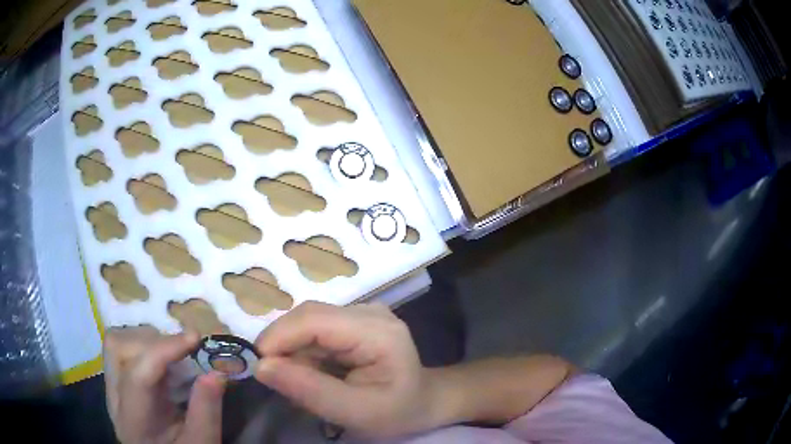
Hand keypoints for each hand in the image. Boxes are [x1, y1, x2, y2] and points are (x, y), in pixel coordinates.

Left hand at [103, 326, 225, 443]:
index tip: (195, 338)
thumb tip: (216, 373)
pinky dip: (145, 344)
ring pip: (117, 342)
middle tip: (185, 349)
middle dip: (153, 341)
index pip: (137, 375)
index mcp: (134, 420)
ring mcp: (113, 386)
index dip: (163, 350)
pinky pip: (124, 347)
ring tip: (174, 352)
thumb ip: (207, 411)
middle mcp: (114, 397)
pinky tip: (164, 359)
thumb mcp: (201, 442)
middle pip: (118, 348)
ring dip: (147, 339)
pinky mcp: (118, 380)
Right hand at [254, 302, 437, 437]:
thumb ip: (309, 390)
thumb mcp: (355, 412)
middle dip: (283, 347)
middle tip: (280, 382)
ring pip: (307, 324)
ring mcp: (361, 313)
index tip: (258, 367)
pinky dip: (304, 353)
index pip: (314, 320)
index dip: (278, 337)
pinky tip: (315, 375)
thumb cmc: (396, 412)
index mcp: (377, 332)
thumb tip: (261, 366)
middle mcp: (368, 312)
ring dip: (293, 353)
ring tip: (303, 384)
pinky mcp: (353, 321)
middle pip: (308, 317)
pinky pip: (315, 331)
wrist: (422, 402)